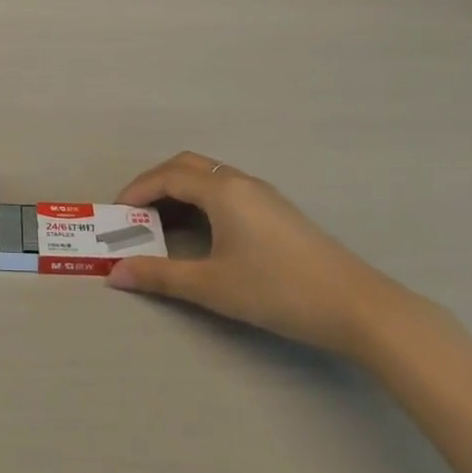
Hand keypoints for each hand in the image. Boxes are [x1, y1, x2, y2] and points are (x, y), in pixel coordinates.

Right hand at [106, 152, 397, 356]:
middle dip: (155, 183)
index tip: (115, 214)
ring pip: (210, 176)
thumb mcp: (212, 286)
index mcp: (222, 191)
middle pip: (187, 166)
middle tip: (135, 213)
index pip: (167, 177)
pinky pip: (227, 190)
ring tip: (162, 223)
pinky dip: (201, 199)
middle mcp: (241, 182)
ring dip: (180, 190)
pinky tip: (203, 231)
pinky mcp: (278, 211)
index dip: (136, 191)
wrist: (356, 306)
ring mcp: (263, 195)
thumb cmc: (277, 290)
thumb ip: (160, 277)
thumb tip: (114, 274)